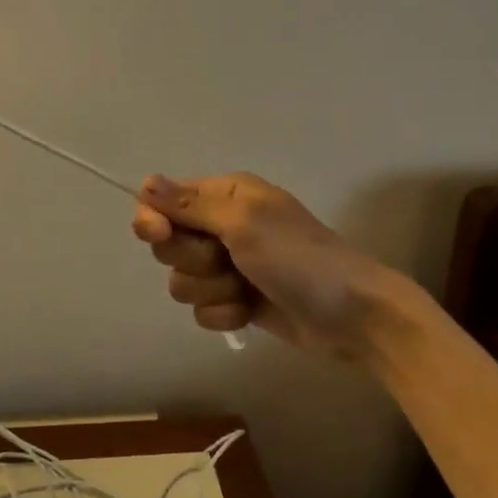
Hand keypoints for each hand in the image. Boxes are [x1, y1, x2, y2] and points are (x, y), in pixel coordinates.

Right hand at [132, 173, 390, 361]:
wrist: (352, 315)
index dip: (154, 218)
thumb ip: (190, 205)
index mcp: (224, 194)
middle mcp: (222, 225)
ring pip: (182, 280)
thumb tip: (145, 182)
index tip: (160, 234)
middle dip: (192, 259)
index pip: (162, 200)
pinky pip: (202, 309)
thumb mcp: (243, 223)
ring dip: (211, 290)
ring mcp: (229, 265)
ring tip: (245, 289)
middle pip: (168, 243)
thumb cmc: (298, 258)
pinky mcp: (235, 300)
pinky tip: (250, 312)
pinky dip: (224, 314)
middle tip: (226, 260)